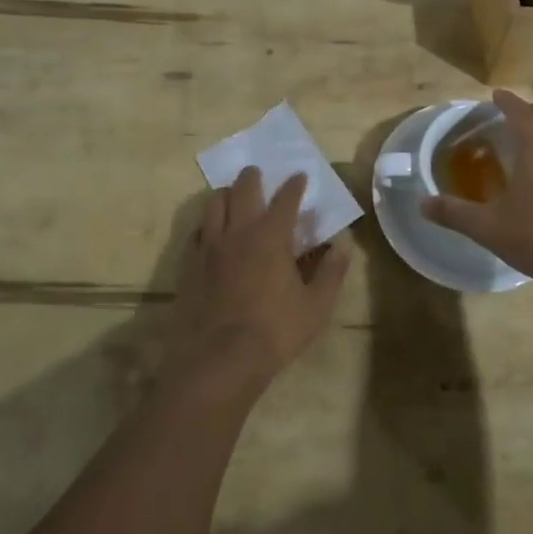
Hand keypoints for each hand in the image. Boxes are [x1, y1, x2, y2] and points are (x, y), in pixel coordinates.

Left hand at [164, 167, 350, 397]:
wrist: (219, 361)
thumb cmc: (275, 332)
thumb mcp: (316, 307)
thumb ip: (331, 273)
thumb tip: (343, 247)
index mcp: (271, 237)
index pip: (285, 199)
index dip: (294, 185)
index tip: (300, 176)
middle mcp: (238, 233)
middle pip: (243, 190)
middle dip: (252, 177)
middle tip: (257, 172)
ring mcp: (209, 248)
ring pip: (213, 205)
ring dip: (225, 194)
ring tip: (231, 194)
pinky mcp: (189, 266)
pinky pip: (196, 233)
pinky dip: (206, 225)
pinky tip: (210, 233)